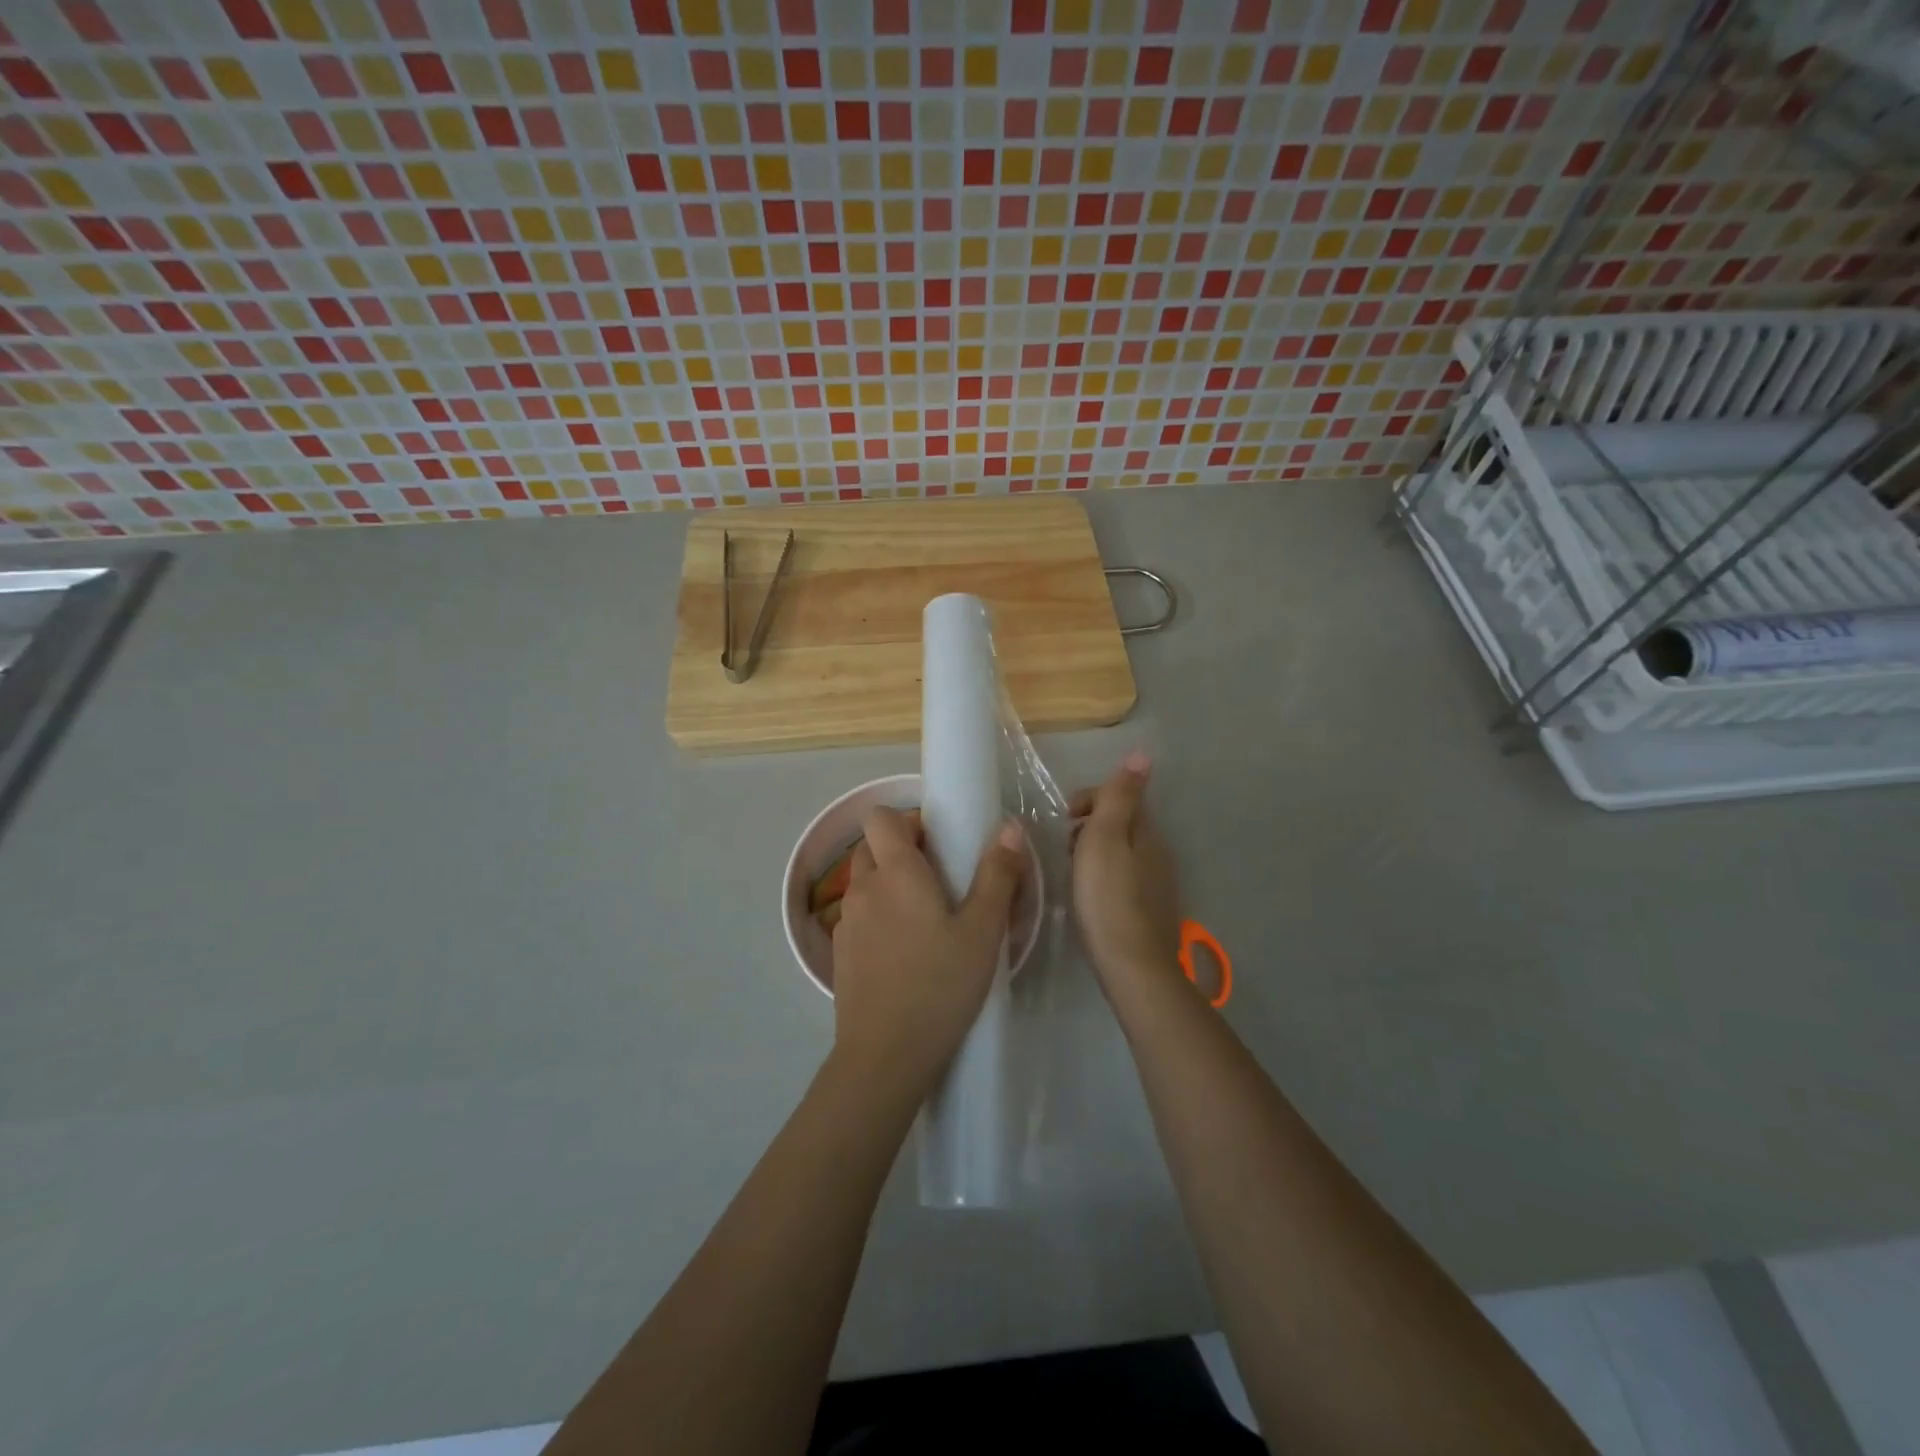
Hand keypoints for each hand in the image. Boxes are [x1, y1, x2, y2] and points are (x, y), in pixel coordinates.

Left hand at [830, 806, 1025, 1104]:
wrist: (885, 1056)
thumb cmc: (940, 985)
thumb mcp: (983, 931)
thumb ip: (997, 875)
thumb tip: (1008, 826)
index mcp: (896, 873)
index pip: (880, 817)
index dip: (906, 820)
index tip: (937, 842)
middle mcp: (863, 889)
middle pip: (871, 848)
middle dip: (901, 852)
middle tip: (940, 880)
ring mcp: (845, 923)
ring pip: (864, 884)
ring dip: (889, 886)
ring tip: (925, 919)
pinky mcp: (839, 954)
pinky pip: (858, 917)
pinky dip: (878, 918)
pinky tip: (905, 954)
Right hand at [1070, 751, 1181, 995]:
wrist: (1133, 967)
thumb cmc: (1108, 898)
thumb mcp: (1105, 839)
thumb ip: (1120, 796)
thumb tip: (1143, 753)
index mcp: (1146, 832)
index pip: (1120, 796)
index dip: (1087, 799)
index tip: (1063, 821)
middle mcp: (1158, 852)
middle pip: (1121, 823)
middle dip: (1089, 826)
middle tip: (1063, 849)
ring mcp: (1157, 883)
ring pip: (1122, 852)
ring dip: (1095, 851)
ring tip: (1071, 873)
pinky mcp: (1150, 910)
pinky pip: (1124, 877)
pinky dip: (1103, 876)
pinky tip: (1090, 897)